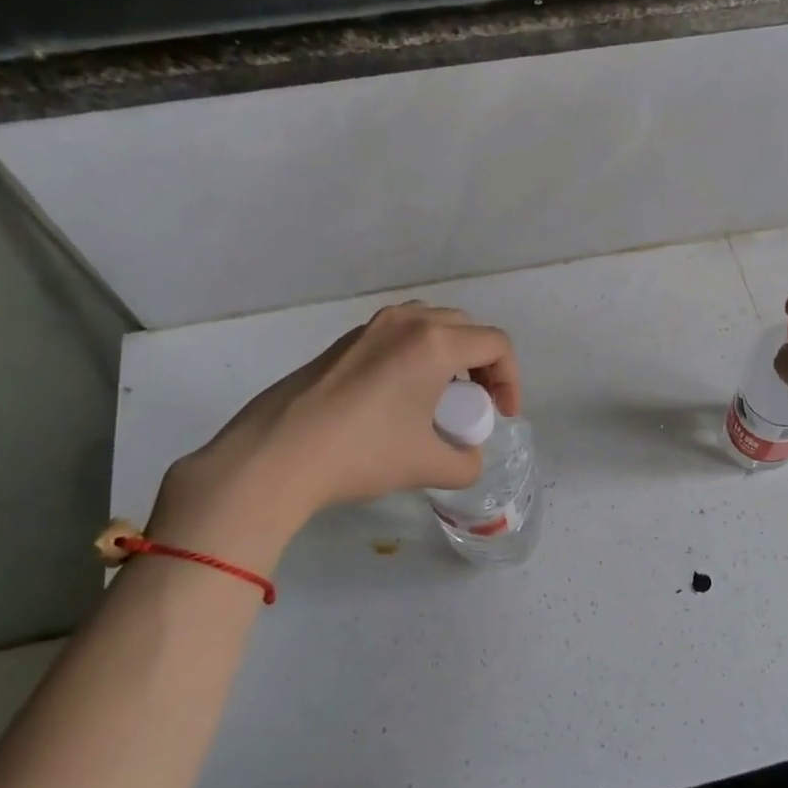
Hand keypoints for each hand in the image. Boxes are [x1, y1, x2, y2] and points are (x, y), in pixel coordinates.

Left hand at [148, 303, 520, 570]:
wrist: (276, 455)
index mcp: (435, 344)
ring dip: (450, 355)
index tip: (502, 417)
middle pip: (467, 329)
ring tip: (441, 397)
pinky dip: (418, 355)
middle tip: (476, 405)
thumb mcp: (428, 466)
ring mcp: (372, 327)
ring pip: (432, 325)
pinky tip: (400, 397)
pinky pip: (400, 334)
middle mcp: (407, 322)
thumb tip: (468, 458)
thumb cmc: (362, 454)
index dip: (511, 381)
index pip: (496, 345)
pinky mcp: (346, 341)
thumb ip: (467, 462)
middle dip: (483, 365)